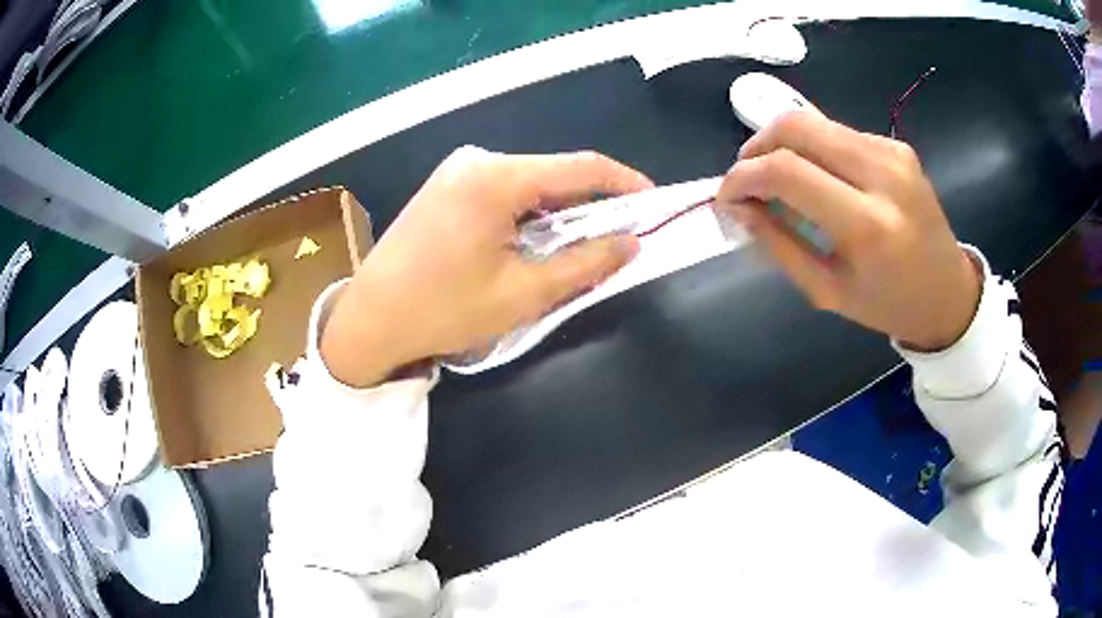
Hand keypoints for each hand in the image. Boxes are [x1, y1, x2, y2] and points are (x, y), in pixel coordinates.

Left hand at [321, 146, 652, 386]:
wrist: (369, 320)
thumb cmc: (444, 310)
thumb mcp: (523, 293)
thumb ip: (585, 264)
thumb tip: (631, 243)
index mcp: (497, 178)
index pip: (581, 167)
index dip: (624, 183)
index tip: (655, 203)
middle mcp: (477, 162)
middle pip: (554, 175)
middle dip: (591, 206)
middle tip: (618, 239)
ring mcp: (456, 172)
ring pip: (529, 186)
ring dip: (559, 215)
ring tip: (578, 250)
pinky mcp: (445, 188)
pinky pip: (503, 193)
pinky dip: (529, 216)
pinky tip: (533, 245)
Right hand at [716, 111, 980, 351]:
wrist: (948, 293)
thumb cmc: (888, 304)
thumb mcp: (827, 291)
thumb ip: (779, 245)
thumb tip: (738, 207)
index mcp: (867, 226)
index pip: (787, 171)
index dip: (744, 176)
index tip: (727, 195)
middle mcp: (882, 175)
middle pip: (798, 126)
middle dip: (757, 144)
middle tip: (747, 176)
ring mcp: (893, 153)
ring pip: (816, 122)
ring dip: (783, 143)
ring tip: (776, 175)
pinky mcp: (897, 145)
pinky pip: (839, 132)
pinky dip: (815, 147)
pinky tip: (818, 175)